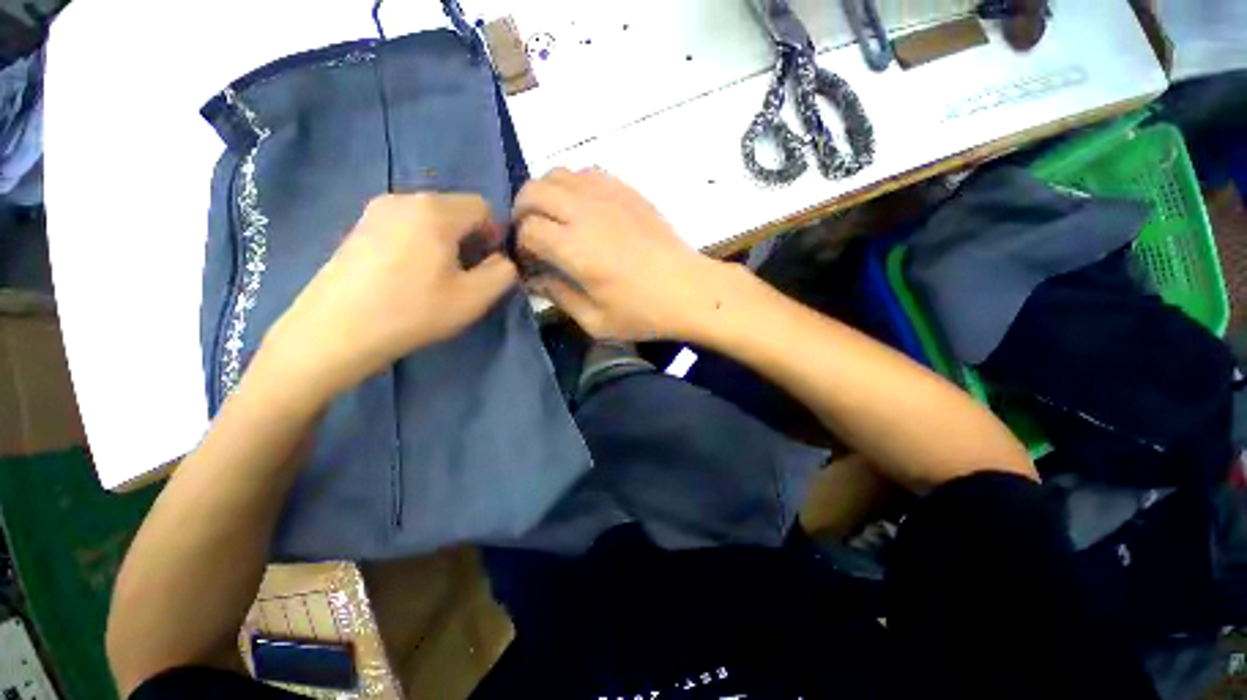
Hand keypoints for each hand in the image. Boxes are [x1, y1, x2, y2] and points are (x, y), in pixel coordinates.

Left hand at [259, 193, 517, 401]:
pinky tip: (408, 273)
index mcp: (435, 210)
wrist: (335, 331)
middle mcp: (404, 198)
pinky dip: (418, 242)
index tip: (489, 265)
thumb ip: (504, 273)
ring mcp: (375, 210)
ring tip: (436, 276)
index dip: (495, 235)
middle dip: (470, 238)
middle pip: (454, 209)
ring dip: (444, 241)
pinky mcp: (358, 227)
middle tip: (465, 274)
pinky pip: (404, 225)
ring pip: (429, 217)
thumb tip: (502, 260)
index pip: (482, 206)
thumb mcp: (475, 297)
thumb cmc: (413, 311)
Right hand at [515, 168, 727, 340]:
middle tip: (533, 236)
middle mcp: (586, 212)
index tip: (530, 262)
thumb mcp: (596, 321)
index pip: (528, 230)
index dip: (521, 245)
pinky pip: (587, 173)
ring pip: (558, 174)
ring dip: (546, 194)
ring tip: (554, 219)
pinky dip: (573, 185)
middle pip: (533, 191)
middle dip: (522, 212)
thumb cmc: (644, 312)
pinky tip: (583, 209)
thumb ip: (559, 297)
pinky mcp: (628, 191)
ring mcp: (608, 196)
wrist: (690, 290)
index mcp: (575, 248)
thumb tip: (535, 280)